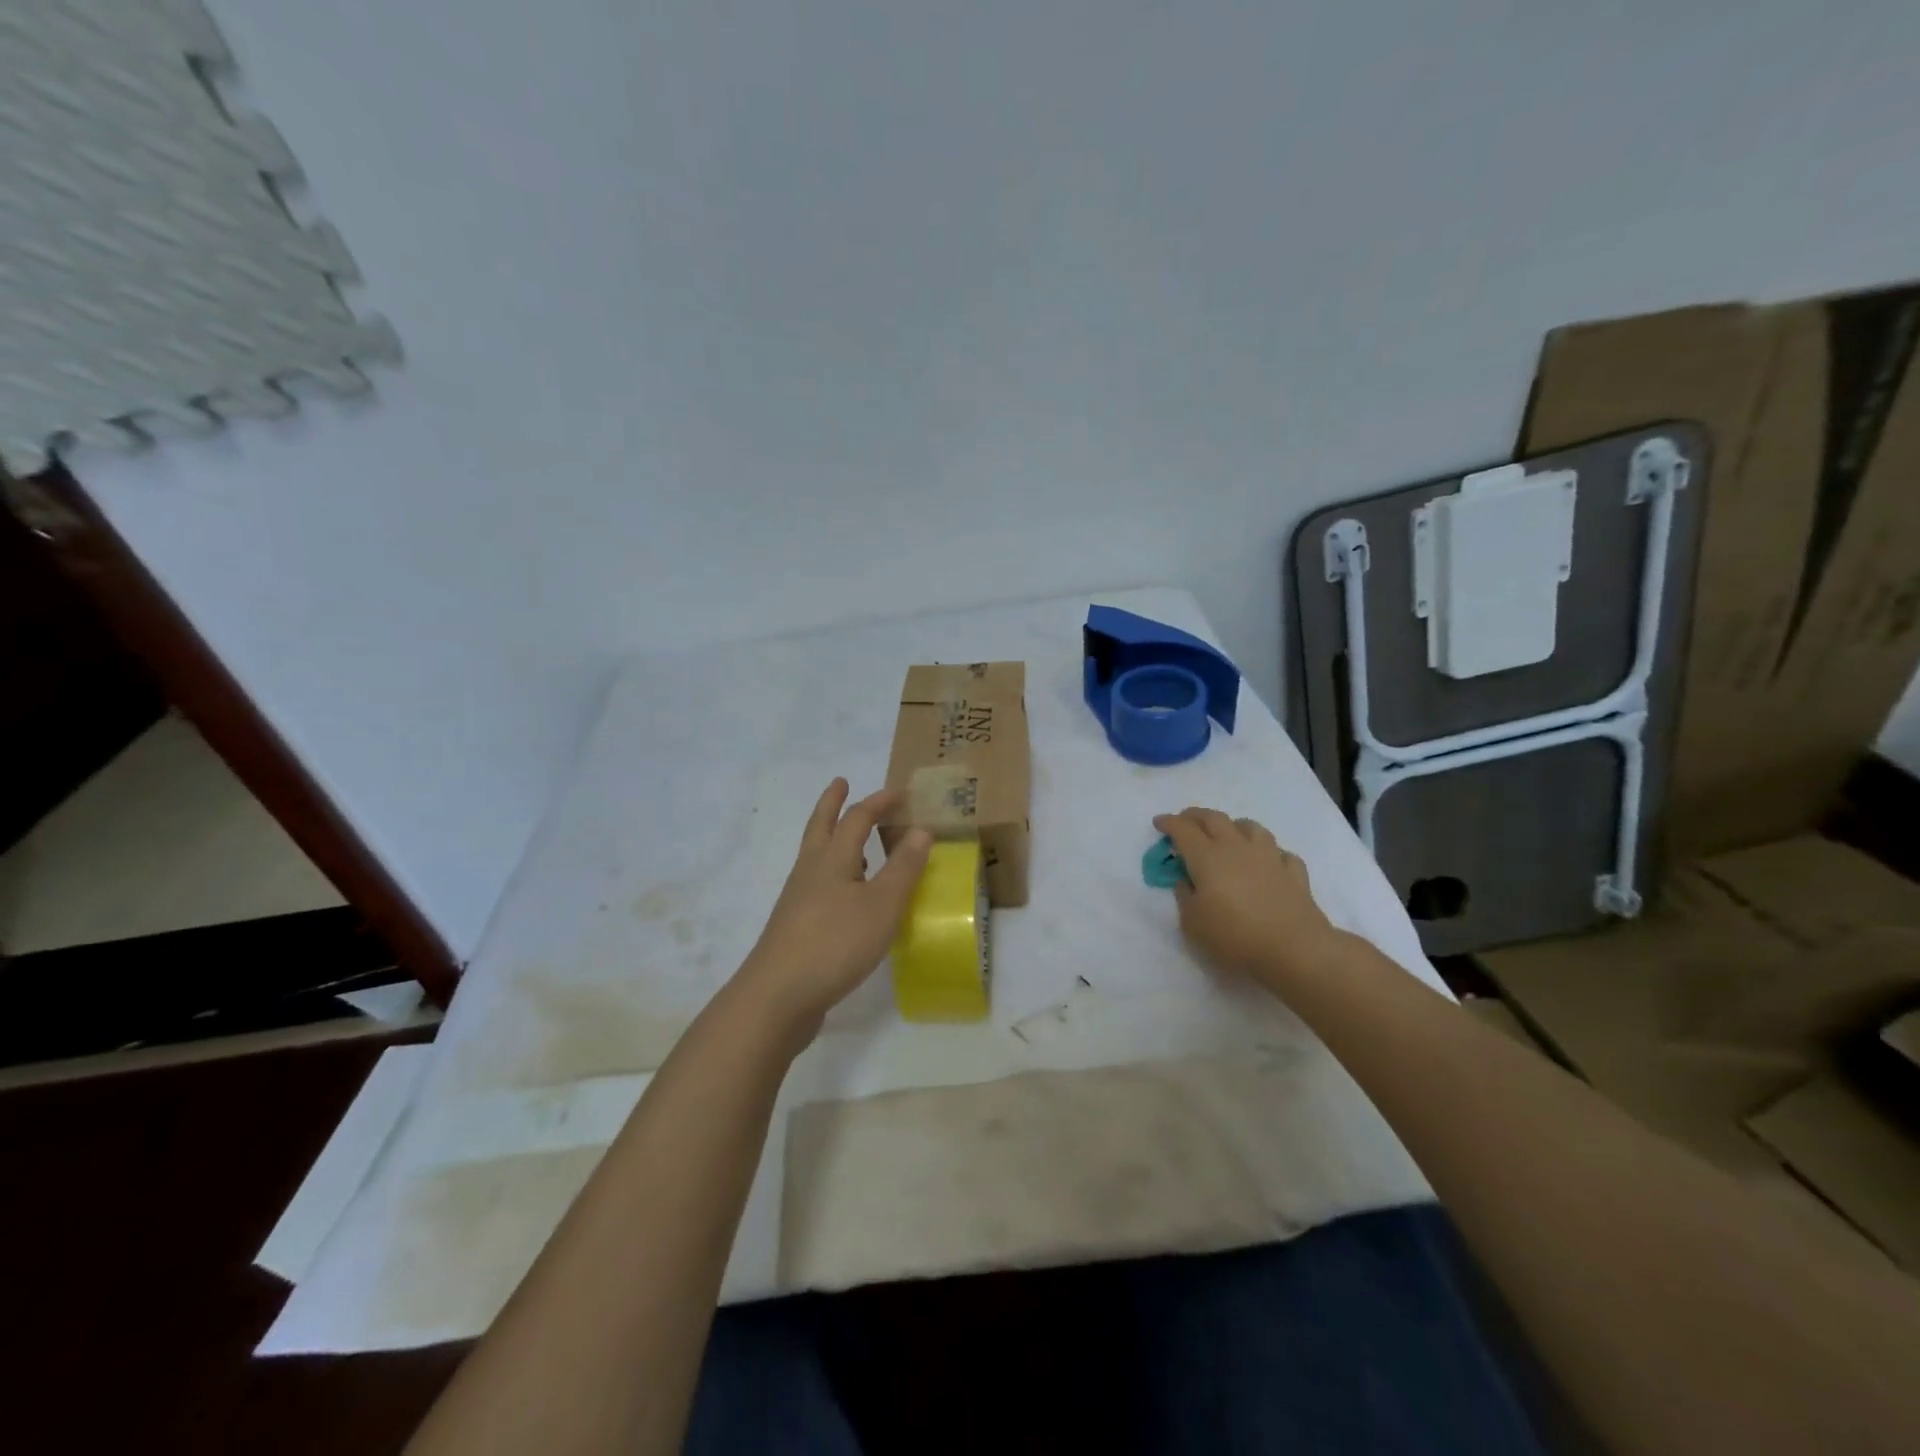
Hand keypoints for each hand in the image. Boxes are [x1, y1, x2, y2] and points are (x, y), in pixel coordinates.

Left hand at [736, 779, 931, 1040]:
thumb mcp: (881, 905)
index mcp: (832, 860)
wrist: (777, 997)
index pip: (856, 819)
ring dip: (832, 838)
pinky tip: (846, 896)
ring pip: (815, 857)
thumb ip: (903, 868)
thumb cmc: (835, 944)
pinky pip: (816, 886)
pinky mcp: (794, 928)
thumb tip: (921, 830)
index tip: (898, 793)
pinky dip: (833, 875)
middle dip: (832, 804)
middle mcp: (810, 872)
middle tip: (840, 783)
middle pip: (820, 827)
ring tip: (848, 838)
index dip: (877, 802)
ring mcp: (797, 900)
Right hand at [1153, 807, 1345, 995]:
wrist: (1294, 949)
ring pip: (1250, 827)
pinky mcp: (1293, 872)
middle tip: (1185, 820)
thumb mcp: (1193, 923)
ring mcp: (1268, 856)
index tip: (1159, 823)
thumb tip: (1187, 880)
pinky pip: (1279, 852)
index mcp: (1207, 857)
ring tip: (1228, 834)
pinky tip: (1266, 862)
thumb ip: (1185, 896)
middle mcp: (1236, 847)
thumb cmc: (1234, 936)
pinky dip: (1269, 852)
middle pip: (1214, 818)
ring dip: (1234, 826)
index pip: (1183, 829)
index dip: (1169, 823)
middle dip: (1195, 816)